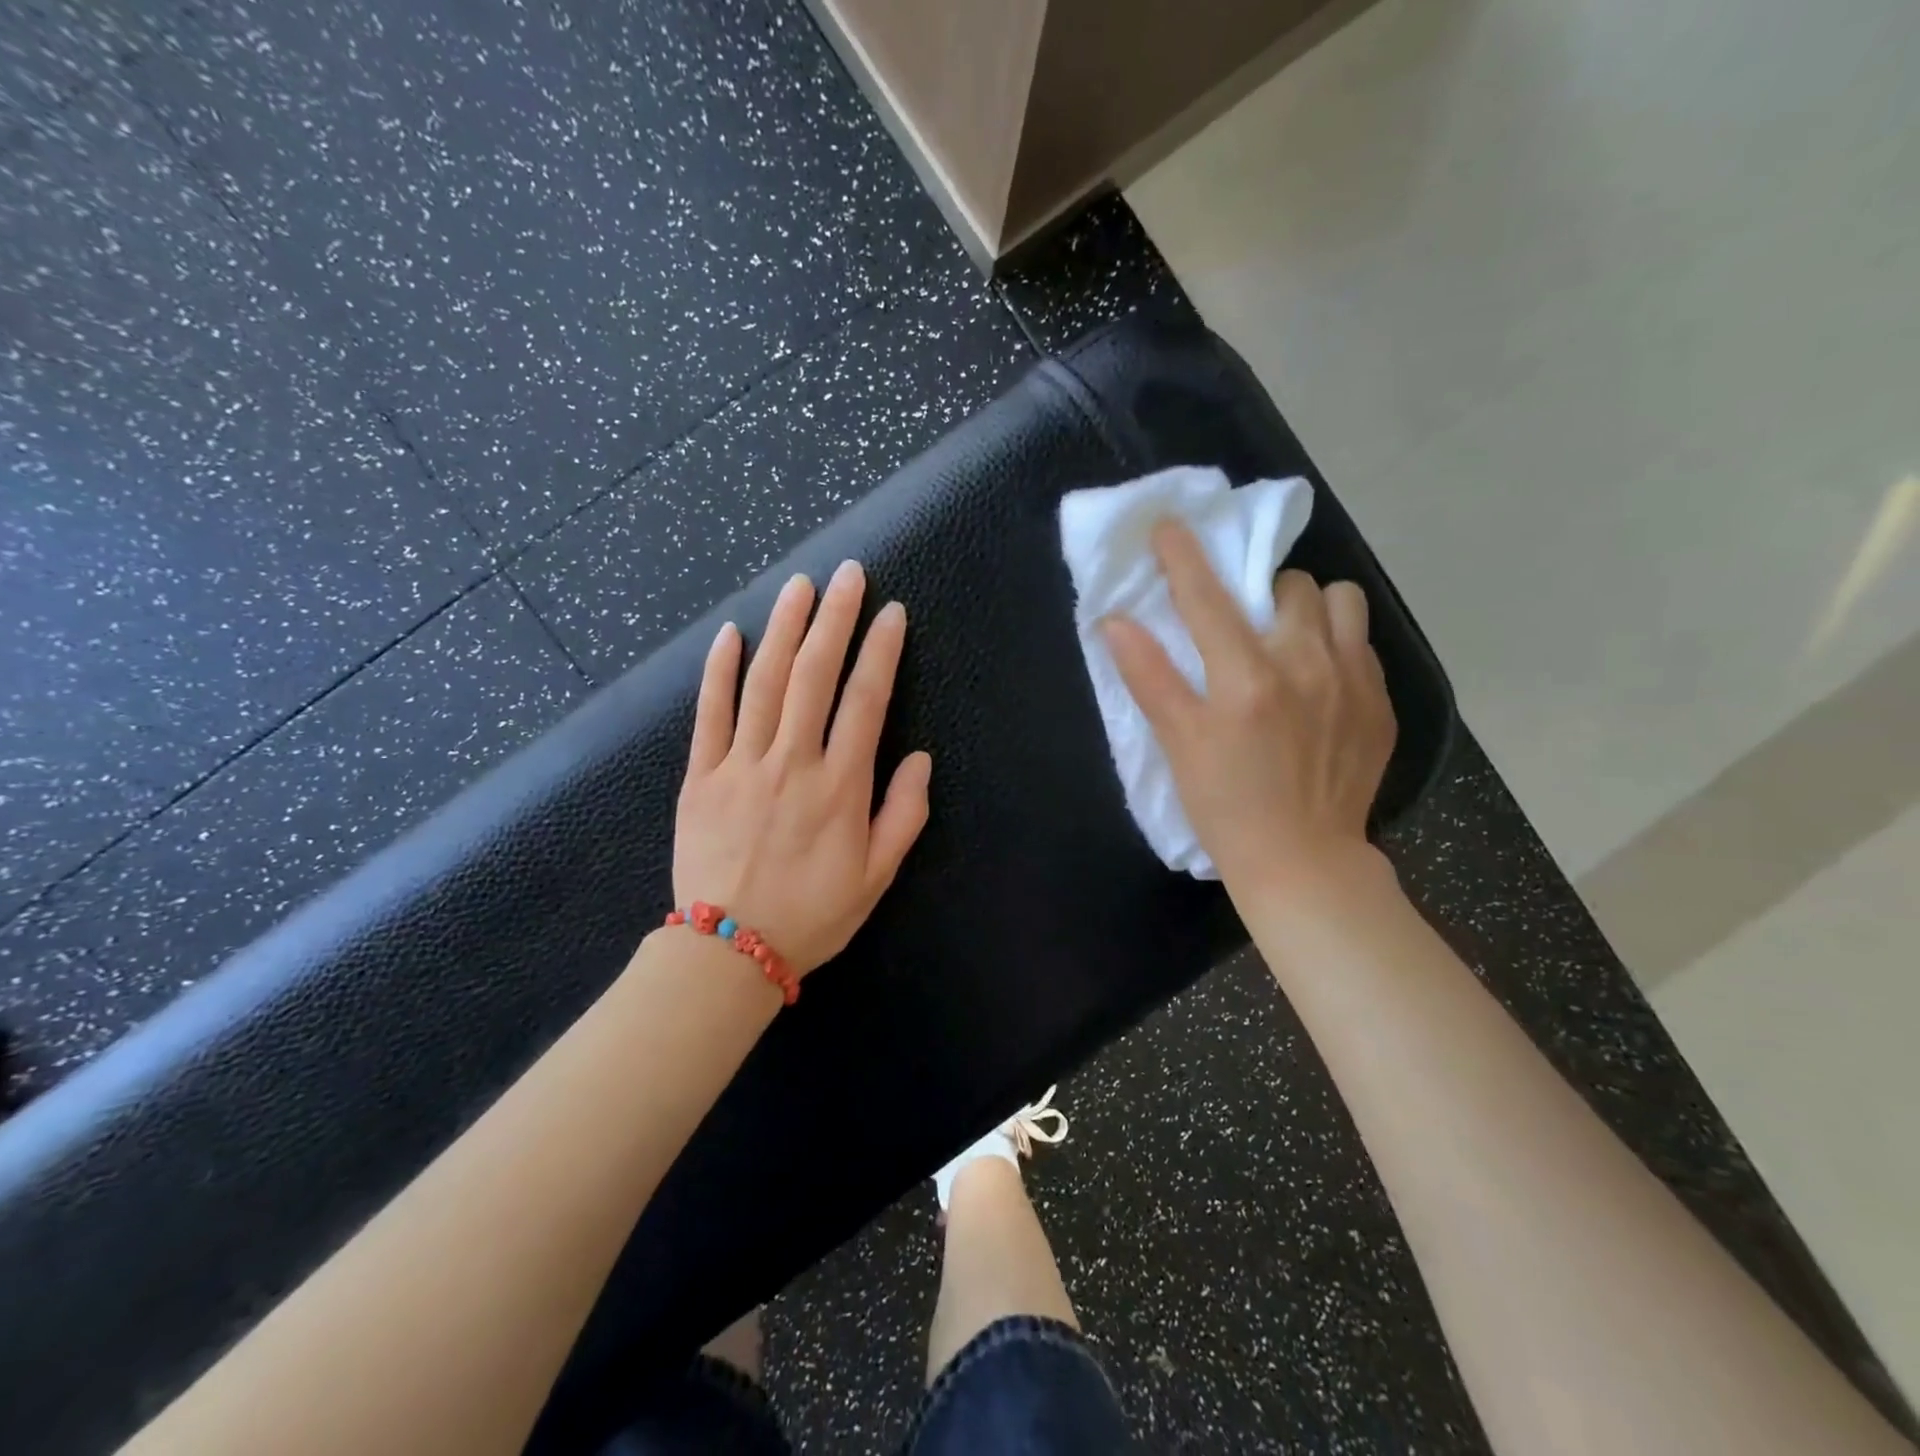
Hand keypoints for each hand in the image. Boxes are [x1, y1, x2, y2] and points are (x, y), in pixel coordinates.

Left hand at [674, 560, 931, 974]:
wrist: (729, 951)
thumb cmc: (812, 914)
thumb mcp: (877, 876)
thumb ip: (903, 814)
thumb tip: (919, 758)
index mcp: (840, 786)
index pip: (865, 700)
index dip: (880, 651)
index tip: (891, 613)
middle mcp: (792, 762)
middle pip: (814, 675)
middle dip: (835, 618)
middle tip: (849, 574)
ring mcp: (741, 765)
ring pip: (764, 682)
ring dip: (784, 628)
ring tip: (800, 585)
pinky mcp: (701, 776)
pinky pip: (709, 714)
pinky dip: (718, 670)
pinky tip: (731, 633)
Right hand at [1101, 520, 1395, 895]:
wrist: (1303, 861)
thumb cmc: (1226, 806)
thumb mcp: (1178, 745)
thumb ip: (1149, 677)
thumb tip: (1115, 622)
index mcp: (1245, 679)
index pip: (1207, 598)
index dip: (1183, 556)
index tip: (1169, 526)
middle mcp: (1306, 666)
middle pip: (1290, 585)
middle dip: (1260, 591)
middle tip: (1244, 623)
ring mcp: (1353, 682)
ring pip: (1341, 602)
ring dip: (1310, 608)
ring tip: (1292, 640)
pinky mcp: (1381, 703)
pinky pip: (1363, 643)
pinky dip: (1337, 644)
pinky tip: (1319, 680)